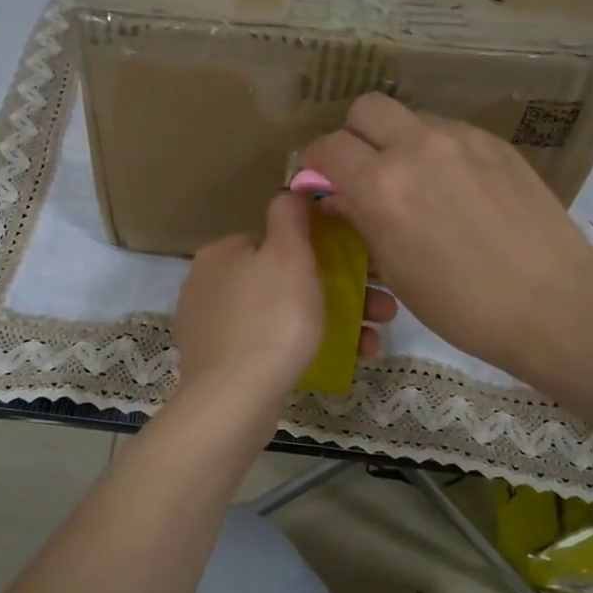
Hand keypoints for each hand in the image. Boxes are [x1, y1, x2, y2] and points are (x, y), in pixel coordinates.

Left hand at [173, 193, 397, 406]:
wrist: (234, 400)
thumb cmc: (270, 320)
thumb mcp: (287, 256)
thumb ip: (290, 217)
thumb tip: (291, 192)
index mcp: (222, 254)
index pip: (276, 239)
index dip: (321, 249)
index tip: (359, 266)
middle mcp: (211, 285)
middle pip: (285, 278)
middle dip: (340, 290)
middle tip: (381, 309)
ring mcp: (215, 327)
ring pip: (285, 314)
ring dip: (334, 321)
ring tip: (374, 340)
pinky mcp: (224, 364)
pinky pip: (273, 345)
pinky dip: (308, 347)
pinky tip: (345, 359)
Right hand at [301, 93, 592, 378]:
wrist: (553, 302)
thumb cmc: (462, 305)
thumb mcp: (395, 270)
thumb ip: (360, 220)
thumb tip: (338, 198)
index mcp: (382, 186)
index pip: (328, 147)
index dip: (315, 163)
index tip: (320, 182)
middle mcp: (417, 147)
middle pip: (366, 108)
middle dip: (353, 135)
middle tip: (362, 170)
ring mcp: (461, 139)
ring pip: (410, 116)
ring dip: (397, 140)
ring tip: (413, 180)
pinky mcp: (495, 143)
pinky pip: (448, 131)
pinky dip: (435, 149)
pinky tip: (453, 187)